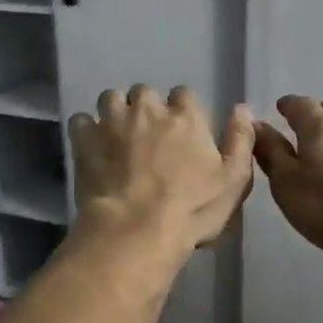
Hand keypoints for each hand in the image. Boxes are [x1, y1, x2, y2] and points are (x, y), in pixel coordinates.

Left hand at [69, 86, 254, 255]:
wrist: (135, 230)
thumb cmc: (191, 210)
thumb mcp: (233, 181)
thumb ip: (240, 140)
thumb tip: (242, 108)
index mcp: (185, 117)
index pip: (184, 94)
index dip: (182, 111)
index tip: (181, 131)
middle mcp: (147, 109)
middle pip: (144, 92)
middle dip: (146, 108)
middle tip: (147, 135)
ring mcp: (112, 122)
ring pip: (111, 98)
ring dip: (115, 112)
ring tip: (117, 136)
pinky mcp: (84, 139)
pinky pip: (81, 120)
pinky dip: (87, 130)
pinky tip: (91, 147)